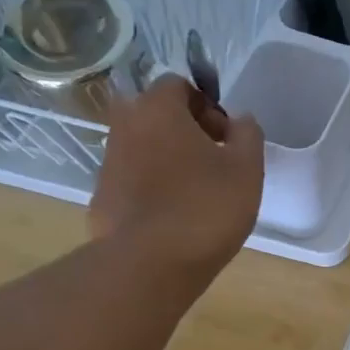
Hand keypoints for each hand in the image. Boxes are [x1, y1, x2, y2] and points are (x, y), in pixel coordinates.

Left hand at [89, 77, 263, 281]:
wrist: (149, 264)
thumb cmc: (205, 207)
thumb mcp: (247, 169)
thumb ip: (248, 135)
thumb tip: (240, 120)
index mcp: (158, 109)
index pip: (178, 85)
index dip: (206, 106)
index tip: (225, 137)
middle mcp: (125, 127)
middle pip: (155, 115)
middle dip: (183, 130)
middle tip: (212, 161)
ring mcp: (108, 164)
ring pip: (142, 148)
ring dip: (167, 159)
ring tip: (195, 193)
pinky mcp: (101, 198)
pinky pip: (132, 181)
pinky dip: (151, 188)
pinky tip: (173, 217)